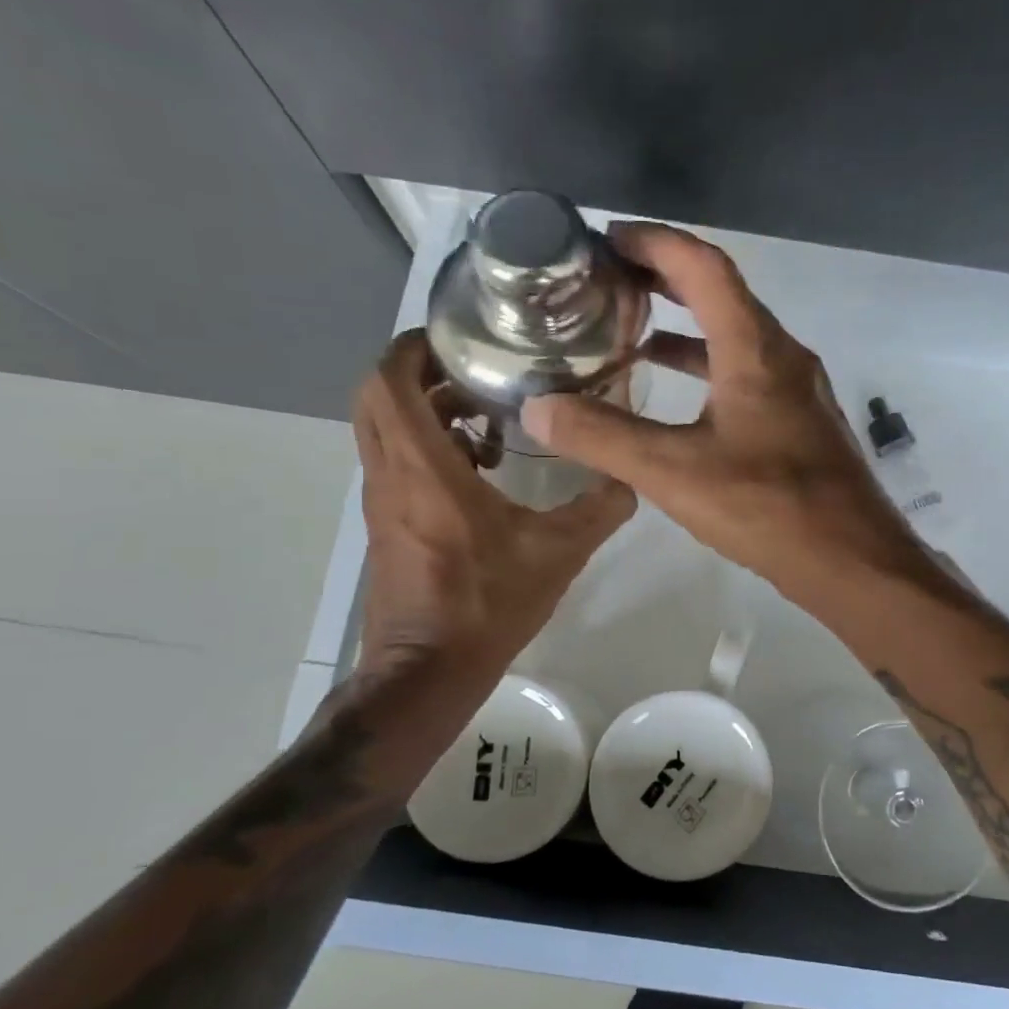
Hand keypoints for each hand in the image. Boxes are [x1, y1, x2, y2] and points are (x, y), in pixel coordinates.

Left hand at [353, 332, 634, 677]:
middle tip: (475, 369)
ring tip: (484, 416)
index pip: (390, 381)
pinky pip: (393, 461)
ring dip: (423, 409)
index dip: (413, 346)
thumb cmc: (486, 605)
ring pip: (382, 429)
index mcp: (424, 469)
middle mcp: (390, 475)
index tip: (457, 336)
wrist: (427, 672)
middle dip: (419, 371)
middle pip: (376, 396)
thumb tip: (633, 478)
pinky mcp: (385, 525)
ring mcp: (381, 501)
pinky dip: (425, 445)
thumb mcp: (558, 554)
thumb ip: (600, 509)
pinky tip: (479, 470)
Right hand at [518, 222, 917, 593]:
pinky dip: (708, 368)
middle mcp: (783, 356)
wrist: (852, 560)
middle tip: (610, 279)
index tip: (607, 238)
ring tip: (630, 333)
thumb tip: (536, 407)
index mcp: (756, 349)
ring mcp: (798, 390)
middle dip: (664, 277)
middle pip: (722, 293)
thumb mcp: (674, 472)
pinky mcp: (801, 422)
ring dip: (685, 326)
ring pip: (736, 337)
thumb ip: (602, 437)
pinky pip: (748, 373)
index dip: (654, 242)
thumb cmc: (769, 507)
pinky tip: (677, 396)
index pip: (703, 267)